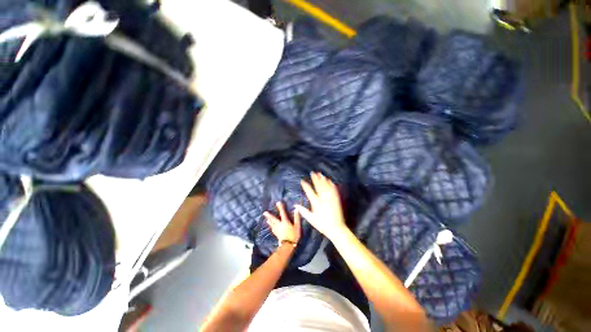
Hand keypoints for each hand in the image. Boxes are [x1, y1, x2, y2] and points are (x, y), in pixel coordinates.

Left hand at [263, 202, 300, 244]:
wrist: (288, 245)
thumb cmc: (294, 235)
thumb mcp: (297, 226)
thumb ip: (296, 218)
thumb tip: (296, 209)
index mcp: (285, 222)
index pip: (282, 213)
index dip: (280, 207)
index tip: (278, 202)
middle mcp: (279, 225)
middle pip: (273, 219)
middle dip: (269, 215)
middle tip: (264, 212)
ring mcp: (277, 230)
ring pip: (272, 224)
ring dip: (269, 220)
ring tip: (266, 218)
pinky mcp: (276, 234)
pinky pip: (273, 229)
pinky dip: (271, 226)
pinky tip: (270, 226)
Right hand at [295, 172, 346, 240]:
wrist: (336, 228)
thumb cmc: (322, 225)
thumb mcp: (311, 219)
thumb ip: (303, 211)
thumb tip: (295, 205)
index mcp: (316, 203)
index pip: (309, 192)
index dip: (305, 185)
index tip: (302, 181)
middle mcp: (323, 199)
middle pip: (318, 186)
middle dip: (315, 179)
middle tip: (312, 173)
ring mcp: (331, 199)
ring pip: (326, 186)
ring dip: (323, 179)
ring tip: (320, 174)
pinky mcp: (336, 200)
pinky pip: (333, 190)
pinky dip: (331, 184)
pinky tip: (330, 181)